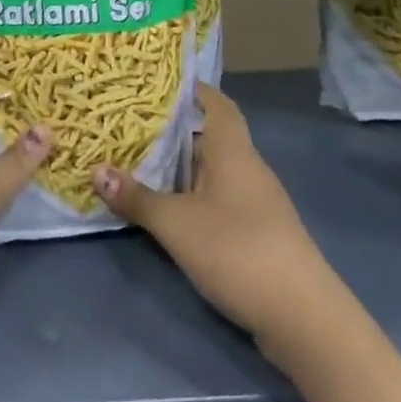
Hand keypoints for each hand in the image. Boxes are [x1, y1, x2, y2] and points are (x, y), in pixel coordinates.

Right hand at [92, 84, 328, 339]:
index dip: (193, 90)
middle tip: (129, 122)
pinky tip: (167, 208)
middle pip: (210, 138)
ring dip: (180, 167)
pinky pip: (218, 200)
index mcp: (233, 151)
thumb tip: (96, 171)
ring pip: (212, 171)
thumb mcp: (176, 223)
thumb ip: (136, 197)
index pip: (218, 105)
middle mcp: (248, 169)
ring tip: (138, 161)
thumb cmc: (238, 250)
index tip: (159, 82)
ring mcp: (256, 204)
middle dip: (173, 131)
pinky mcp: (257, 235)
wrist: (304, 319)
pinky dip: (192, 197)